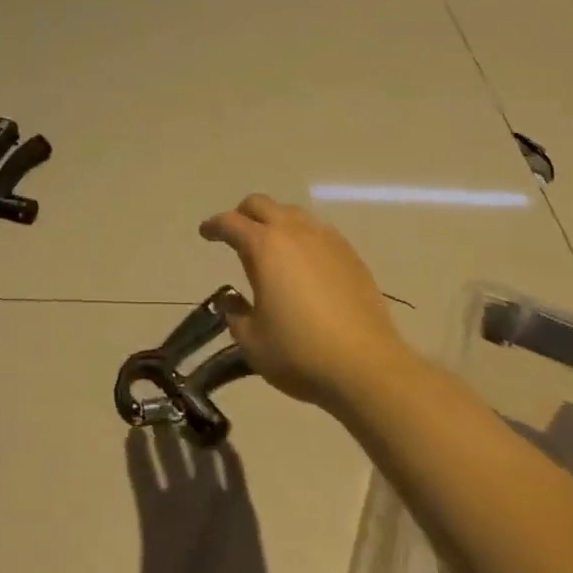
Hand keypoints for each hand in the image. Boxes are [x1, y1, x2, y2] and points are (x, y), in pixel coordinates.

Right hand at [199, 194, 407, 411]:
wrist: (366, 367)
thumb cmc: (299, 352)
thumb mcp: (252, 341)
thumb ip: (235, 315)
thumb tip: (231, 301)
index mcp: (264, 246)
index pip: (230, 223)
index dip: (214, 226)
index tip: (205, 232)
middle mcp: (294, 232)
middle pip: (262, 205)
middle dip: (243, 214)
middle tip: (235, 234)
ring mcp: (327, 240)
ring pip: (293, 214)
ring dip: (275, 222)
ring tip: (271, 247)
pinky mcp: (351, 256)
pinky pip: (319, 232)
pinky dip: (303, 238)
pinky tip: (304, 263)